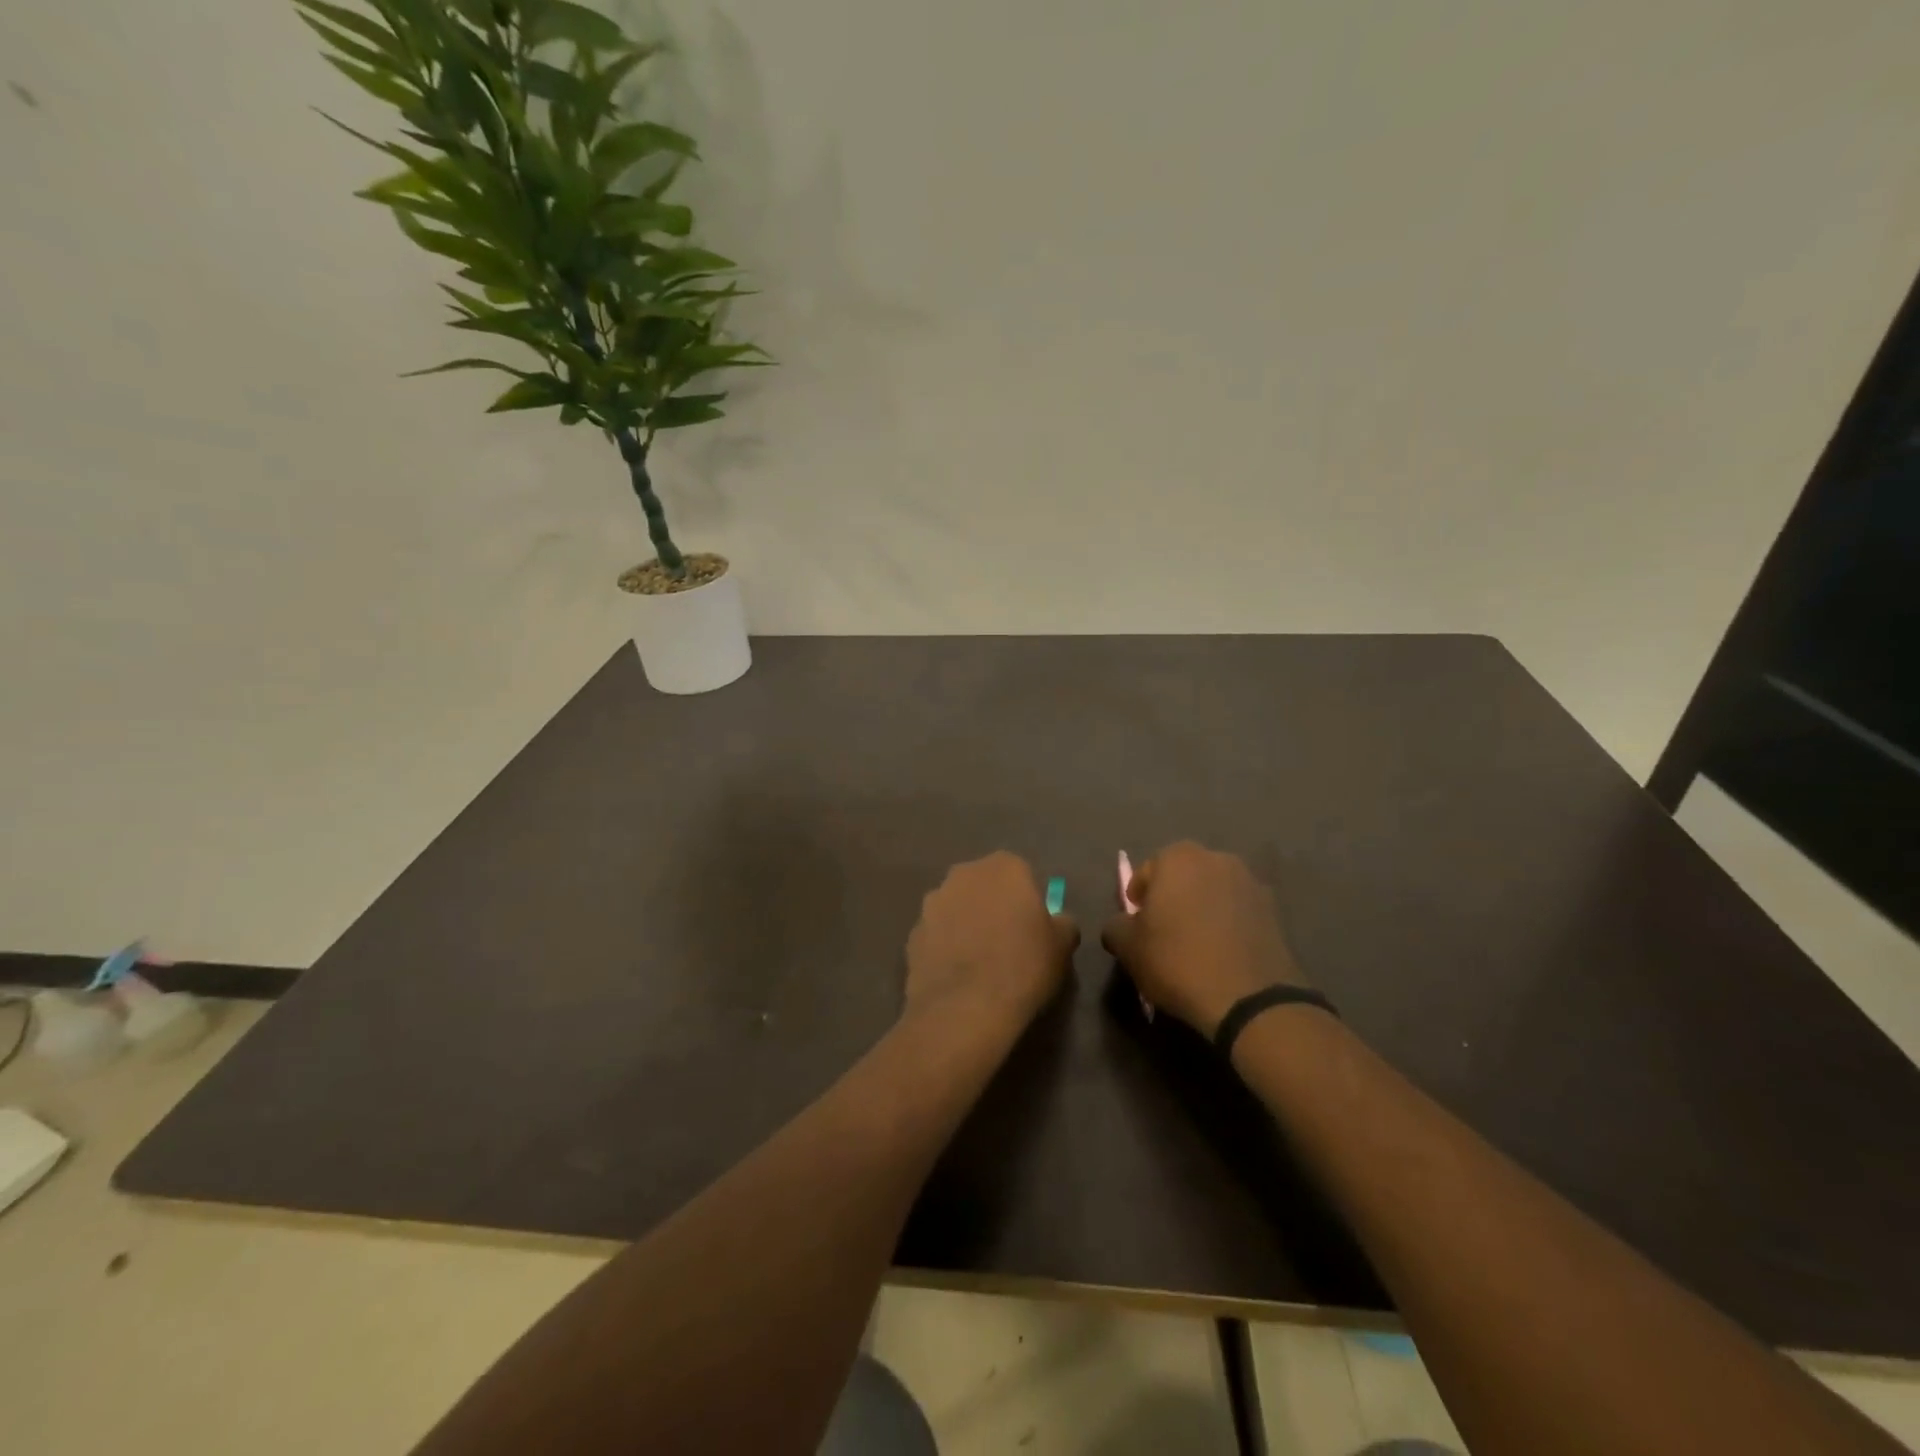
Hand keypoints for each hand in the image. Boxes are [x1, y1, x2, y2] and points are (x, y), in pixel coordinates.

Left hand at [905, 852, 1078, 1028]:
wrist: (965, 1008)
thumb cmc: (1023, 967)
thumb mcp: (1062, 945)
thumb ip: (1062, 922)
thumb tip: (1055, 921)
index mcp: (1004, 867)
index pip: (1021, 874)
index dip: (1028, 901)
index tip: (1033, 928)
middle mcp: (964, 874)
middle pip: (984, 886)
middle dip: (994, 906)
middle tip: (1008, 942)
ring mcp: (933, 902)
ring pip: (957, 908)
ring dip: (967, 924)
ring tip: (980, 963)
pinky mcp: (913, 932)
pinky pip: (938, 934)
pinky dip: (946, 947)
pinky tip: (958, 976)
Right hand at [1101, 842, 1309, 1035]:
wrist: (1250, 999)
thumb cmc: (1178, 961)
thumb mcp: (1128, 947)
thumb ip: (1116, 926)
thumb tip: (1121, 925)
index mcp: (1178, 858)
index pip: (1146, 871)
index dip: (1137, 898)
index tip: (1136, 924)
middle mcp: (1217, 859)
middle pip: (1183, 876)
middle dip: (1172, 898)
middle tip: (1163, 931)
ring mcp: (1250, 883)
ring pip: (1213, 892)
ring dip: (1202, 908)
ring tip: (1195, 943)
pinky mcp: (1274, 911)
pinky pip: (1238, 911)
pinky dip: (1227, 924)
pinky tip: (1221, 952)